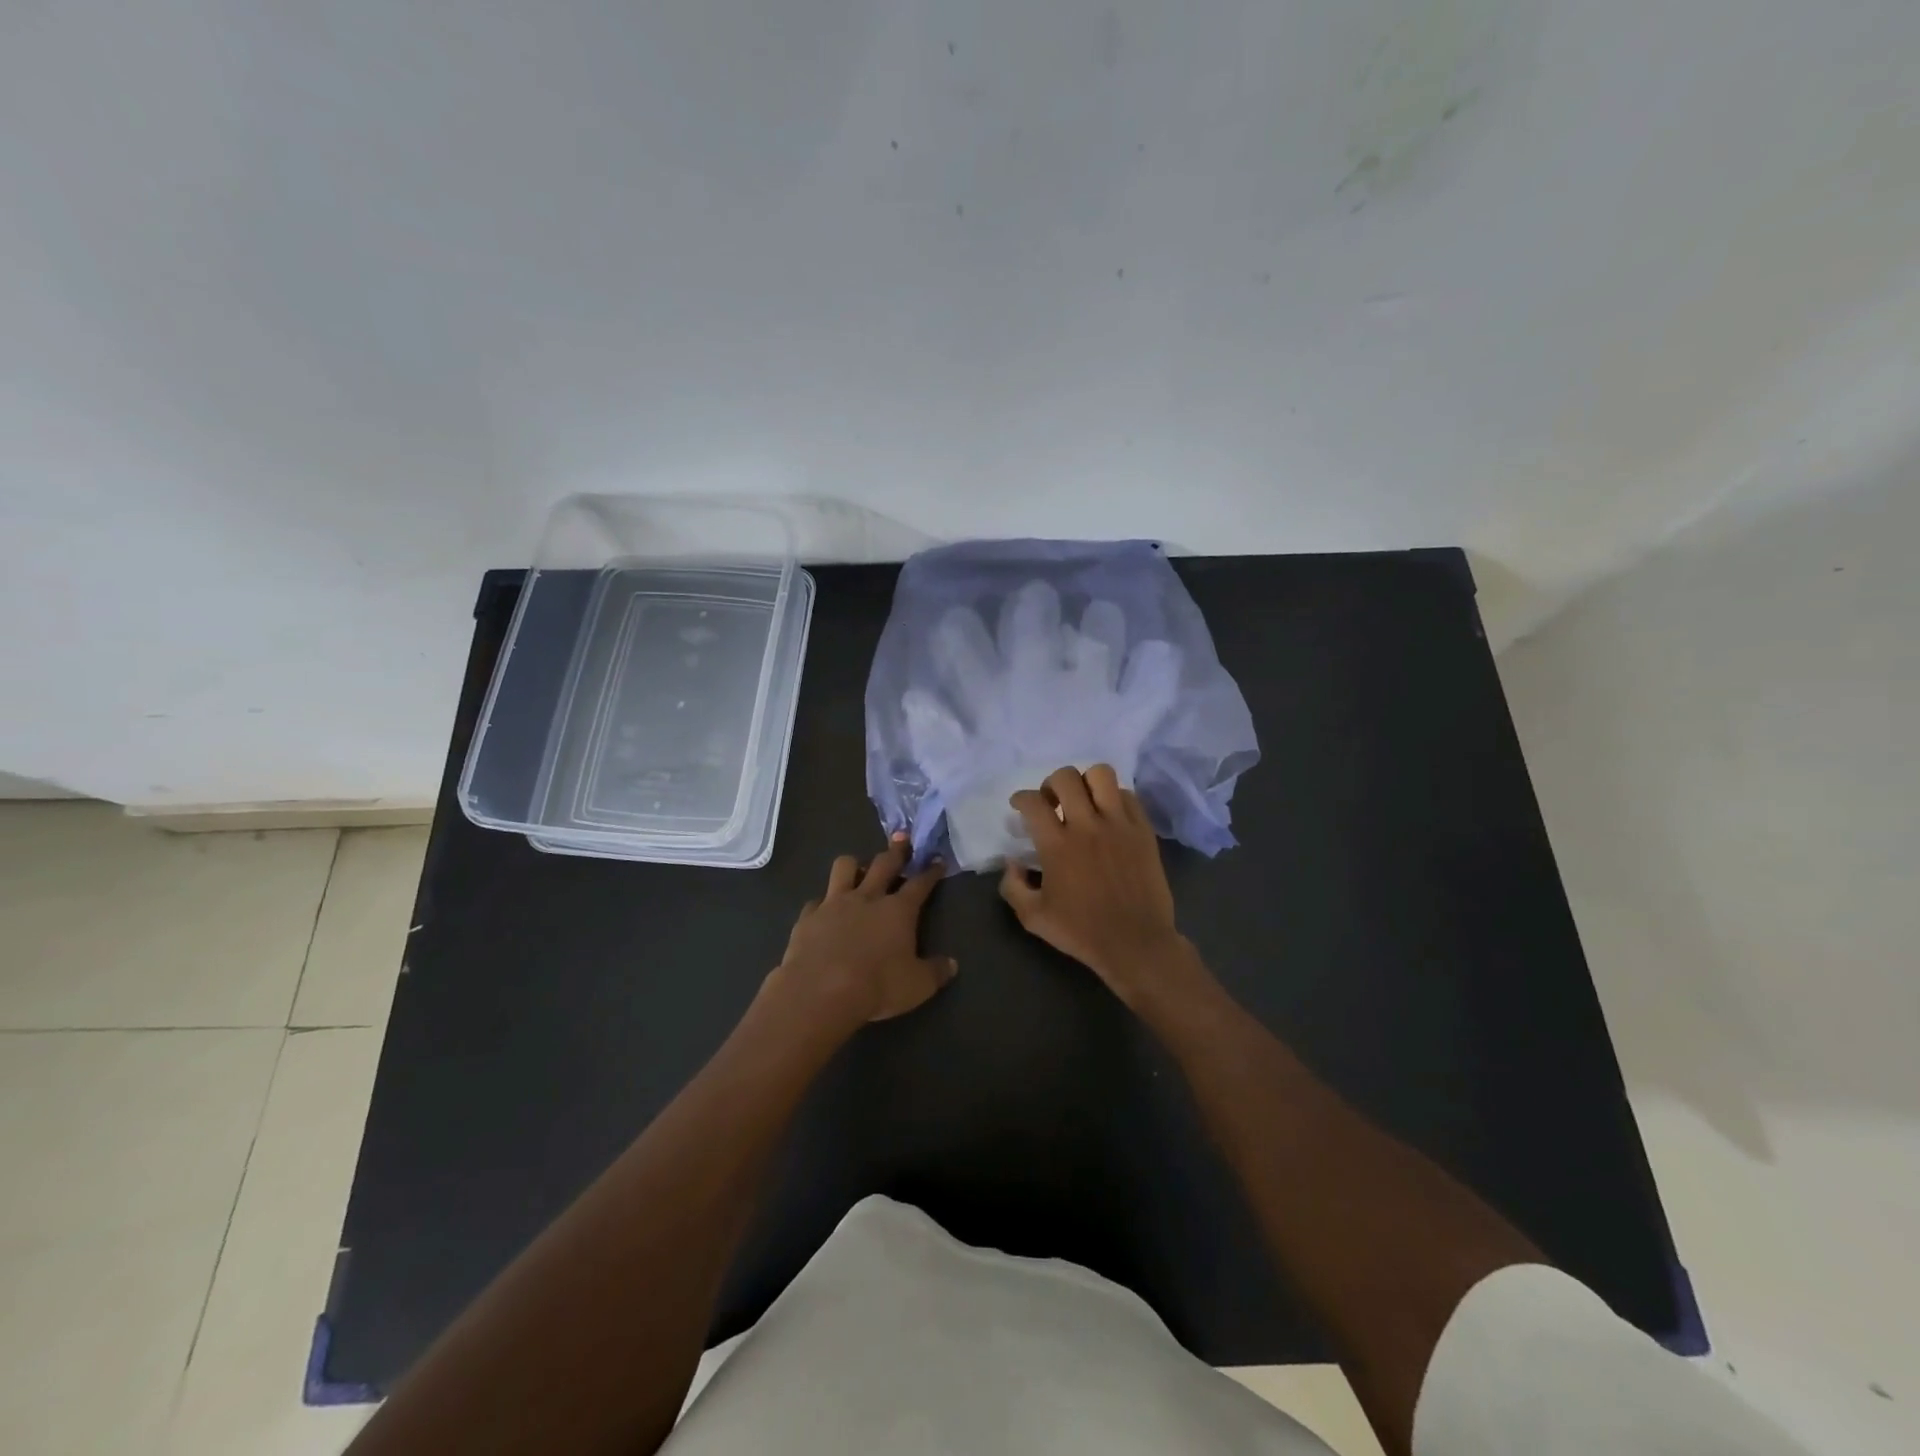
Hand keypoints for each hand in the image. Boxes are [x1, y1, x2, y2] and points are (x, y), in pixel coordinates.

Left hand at [771, 836, 955, 1028]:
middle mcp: (867, 898)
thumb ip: (936, 972)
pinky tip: (823, 912)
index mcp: (898, 910)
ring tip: (858, 870)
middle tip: (901, 838)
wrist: (819, 993)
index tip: (937, 860)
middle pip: (884, 864)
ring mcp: (834, 904)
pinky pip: (816, 901)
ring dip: (854, 865)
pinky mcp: (808, 917)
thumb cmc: (876, 987)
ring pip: (844, 867)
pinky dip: (822, 903)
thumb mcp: (917, 986)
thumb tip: (952, 965)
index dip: (930, 872)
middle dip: (896, 850)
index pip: (920, 884)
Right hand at [998, 766, 1197, 1009]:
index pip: (1033, 802)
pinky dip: (1114, 798)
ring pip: (1101, 775)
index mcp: (1057, 845)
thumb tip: (1012, 862)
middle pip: (1066, 777)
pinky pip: (1128, 795)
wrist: (1136, 943)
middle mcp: (1087, 826)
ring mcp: (1119, 824)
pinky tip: (1109, 815)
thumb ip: (1013, 886)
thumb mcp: (1033, 918)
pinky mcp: (1143, 830)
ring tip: (1083, 801)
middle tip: (1052, 803)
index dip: (1021, 798)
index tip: (1020, 806)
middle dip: (1051, 784)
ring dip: (1086, 782)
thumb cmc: (1082, 932)